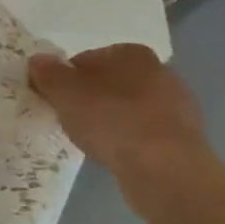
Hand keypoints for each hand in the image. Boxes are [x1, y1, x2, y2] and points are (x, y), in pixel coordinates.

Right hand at [27, 45, 208, 178]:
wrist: (165, 170)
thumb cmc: (111, 120)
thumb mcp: (64, 92)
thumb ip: (47, 73)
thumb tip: (39, 60)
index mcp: (131, 53)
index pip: (85, 59)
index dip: (65, 80)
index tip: (55, 101)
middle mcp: (160, 71)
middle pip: (109, 82)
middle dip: (90, 98)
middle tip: (71, 121)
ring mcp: (178, 104)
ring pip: (129, 107)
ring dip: (111, 120)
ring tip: (94, 142)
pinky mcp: (185, 136)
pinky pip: (145, 132)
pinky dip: (130, 139)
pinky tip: (118, 155)